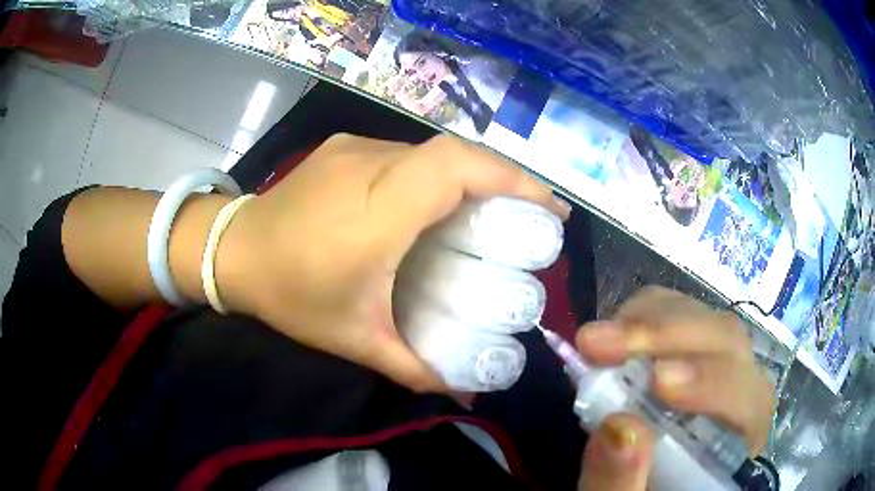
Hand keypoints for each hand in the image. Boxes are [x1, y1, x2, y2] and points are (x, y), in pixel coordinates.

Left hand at [217, 134, 568, 391]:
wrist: (232, 250)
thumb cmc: (289, 294)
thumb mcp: (354, 339)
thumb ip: (414, 368)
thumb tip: (468, 393)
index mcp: (374, 214)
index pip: (454, 170)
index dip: (511, 180)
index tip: (549, 210)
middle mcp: (368, 166)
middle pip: (453, 154)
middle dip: (505, 178)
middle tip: (532, 217)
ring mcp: (355, 148)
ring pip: (431, 151)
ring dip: (470, 176)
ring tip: (491, 213)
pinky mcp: (345, 146)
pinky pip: (406, 153)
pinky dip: (438, 173)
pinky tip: (437, 204)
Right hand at [575, 286, 774, 489]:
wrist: (641, 486)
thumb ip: (622, 484)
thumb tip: (617, 427)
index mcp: (740, 443)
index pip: (750, 401)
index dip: (713, 383)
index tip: (657, 382)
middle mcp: (742, 395)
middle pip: (729, 345)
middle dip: (668, 336)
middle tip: (599, 344)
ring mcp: (720, 368)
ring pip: (706, 322)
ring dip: (651, 322)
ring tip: (596, 340)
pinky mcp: (693, 354)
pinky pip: (682, 315)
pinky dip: (646, 316)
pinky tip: (614, 333)